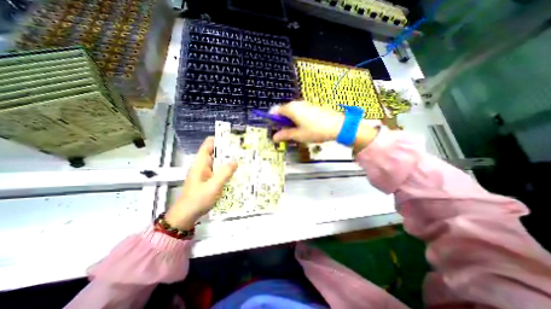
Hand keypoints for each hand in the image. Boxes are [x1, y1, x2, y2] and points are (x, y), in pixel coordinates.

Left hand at [166, 137, 238, 228]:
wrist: (187, 214)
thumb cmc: (198, 199)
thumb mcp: (213, 186)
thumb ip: (225, 173)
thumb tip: (236, 161)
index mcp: (201, 162)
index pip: (209, 144)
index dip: (220, 139)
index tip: (234, 139)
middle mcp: (204, 164)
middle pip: (216, 151)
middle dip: (229, 150)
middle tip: (244, 149)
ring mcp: (207, 172)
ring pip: (219, 161)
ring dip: (229, 160)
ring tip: (244, 159)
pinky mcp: (209, 179)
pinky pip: (220, 170)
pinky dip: (228, 169)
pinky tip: (237, 171)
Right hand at [271, 101, 342, 142]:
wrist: (337, 126)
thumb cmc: (315, 131)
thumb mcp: (298, 135)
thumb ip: (285, 135)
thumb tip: (274, 137)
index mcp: (291, 109)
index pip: (276, 111)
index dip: (273, 120)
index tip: (274, 129)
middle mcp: (297, 104)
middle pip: (284, 111)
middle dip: (282, 122)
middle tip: (285, 133)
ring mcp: (305, 104)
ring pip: (292, 112)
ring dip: (290, 121)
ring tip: (296, 132)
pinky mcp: (312, 107)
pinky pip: (300, 112)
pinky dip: (298, 119)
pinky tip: (304, 127)